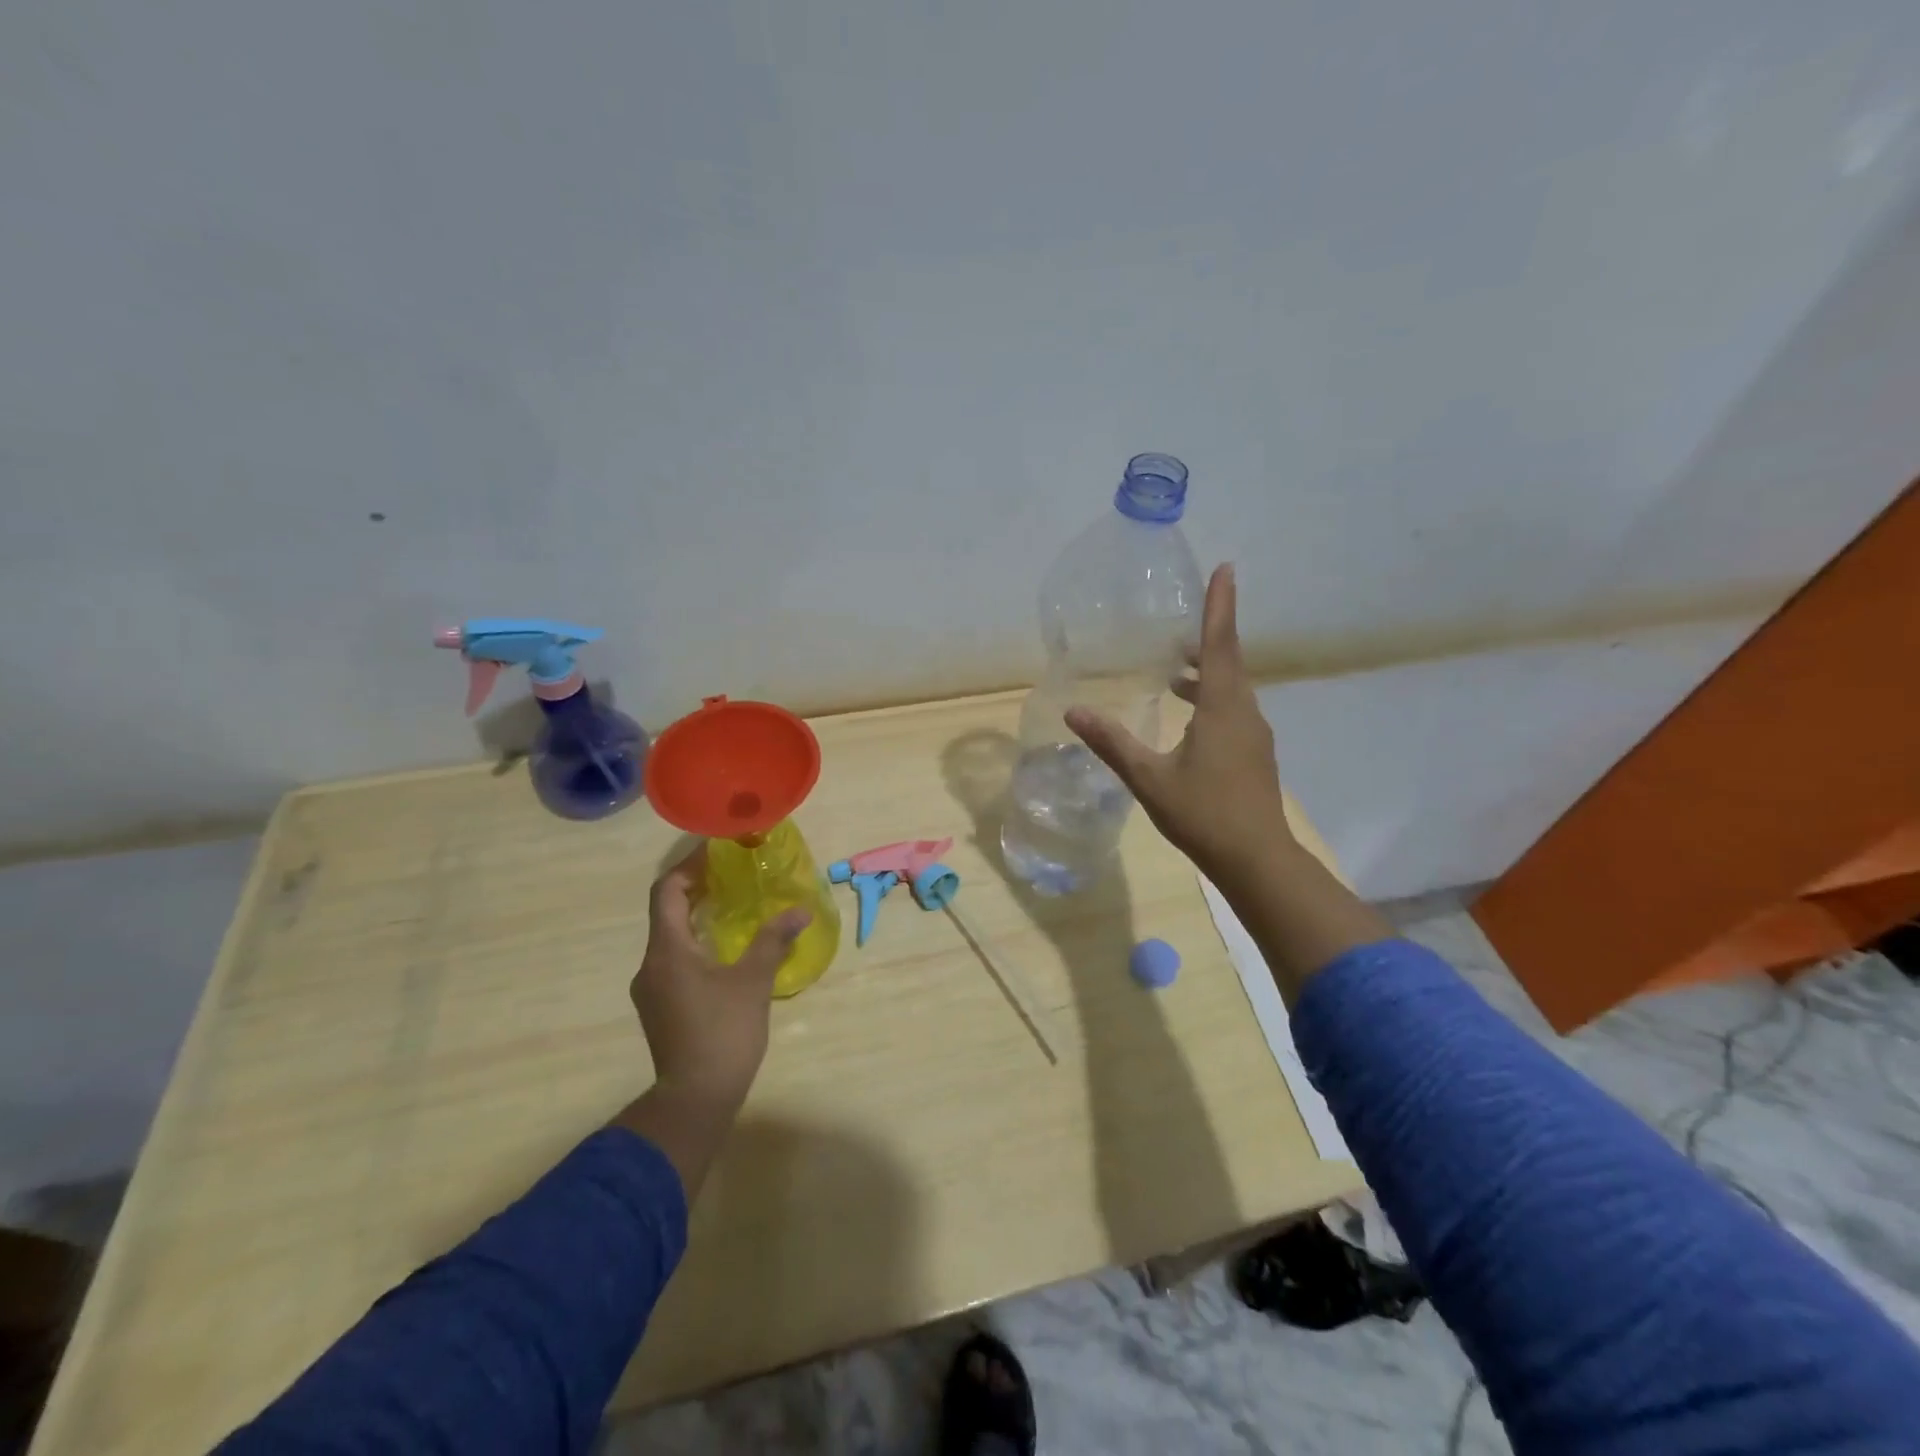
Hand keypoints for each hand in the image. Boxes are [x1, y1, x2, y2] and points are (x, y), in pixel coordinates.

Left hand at [631, 846, 810, 1112]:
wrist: (695, 1098)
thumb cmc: (723, 1032)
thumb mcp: (754, 981)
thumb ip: (773, 940)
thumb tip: (799, 911)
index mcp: (668, 950)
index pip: (666, 891)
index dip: (689, 866)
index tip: (717, 853)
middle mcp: (651, 964)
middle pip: (666, 911)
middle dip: (697, 889)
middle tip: (733, 875)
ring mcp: (652, 989)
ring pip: (670, 938)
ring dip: (697, 917)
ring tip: (734, 907)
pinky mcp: (660, 1007)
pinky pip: (674, 960)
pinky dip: (696, 943)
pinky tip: (725, 950)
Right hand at [1066, 563, 1290, 885]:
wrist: (1257, 859)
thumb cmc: (1203, 814)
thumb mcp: (1148, 777)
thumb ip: (1112, 743)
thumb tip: (1073, 712)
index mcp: (1222, 708)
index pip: (1219, 644)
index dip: (1220, 605)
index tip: (1225, 568)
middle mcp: (1244, 712)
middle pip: (1228, 661)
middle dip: (1207, 636)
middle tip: (1180, 622)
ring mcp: (1254, 735)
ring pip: (1231, 688)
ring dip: (1206, 672)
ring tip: (1173, 670)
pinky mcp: (1255, 754)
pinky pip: (1233, 709)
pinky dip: (1211, 697)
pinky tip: (1188, 716)